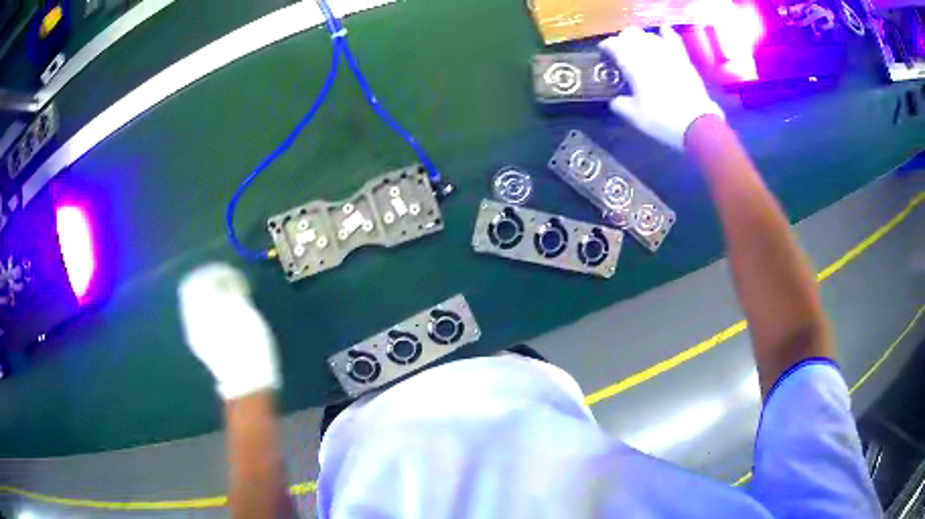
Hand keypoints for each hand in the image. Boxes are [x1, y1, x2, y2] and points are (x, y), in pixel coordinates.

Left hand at [178, 263, 279, 399]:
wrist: (247, 384)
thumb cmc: (249, 345)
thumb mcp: (244, 311)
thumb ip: (231, 290)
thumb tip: (226, 278)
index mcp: (201, 308)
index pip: (199, 278)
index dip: (214, 271)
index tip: (231, 271)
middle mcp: (192, 318)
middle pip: (193, 290)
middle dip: (209, 281)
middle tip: (228, 280)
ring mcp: (195, 332)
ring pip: (196, 303)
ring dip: (210, 295)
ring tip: (229, 296)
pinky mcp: (201, 344)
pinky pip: (200, 317)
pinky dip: (210, 309)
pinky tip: (225, 313)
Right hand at [599, 26, 723, 149]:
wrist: (696, 124)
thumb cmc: (662, 119)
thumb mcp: (635, 116)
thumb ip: (620, 104)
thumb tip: (615, 100)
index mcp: (632, 64)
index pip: (614, 44)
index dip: (606, 46)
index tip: (604, 52)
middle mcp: (648, 53)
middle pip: (631, 34)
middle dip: (623, 39)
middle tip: (621, 50)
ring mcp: (667, 53)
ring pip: (649, 34)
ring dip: (642, 38)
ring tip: (640, 47)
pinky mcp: (682, 58)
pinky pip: (672, 38)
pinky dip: (665, 33)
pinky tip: (662, 32)